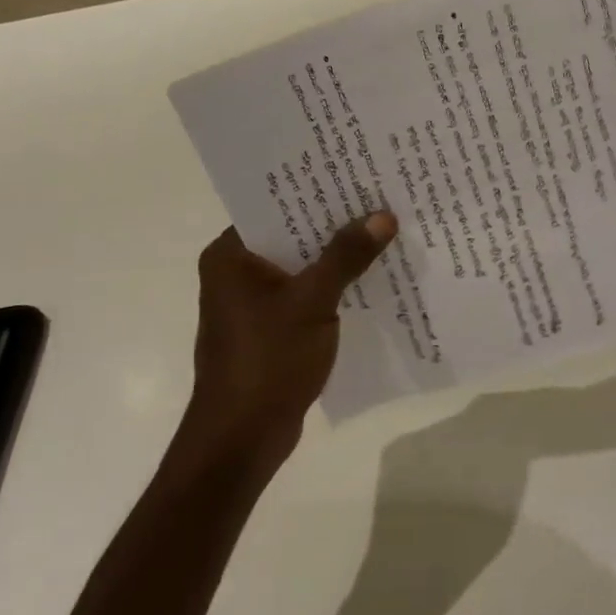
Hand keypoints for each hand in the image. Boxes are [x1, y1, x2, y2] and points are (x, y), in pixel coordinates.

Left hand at [188, 212, 396, 467]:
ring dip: (337, 255)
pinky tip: (371, 276)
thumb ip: (346, 256)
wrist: (242, 441)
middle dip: (334, 222)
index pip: (275, 205)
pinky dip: (333, 285)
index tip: (355, 174)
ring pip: (302, 264)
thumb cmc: (267, 361)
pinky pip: (306, 292)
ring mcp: (254, 302)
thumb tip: (384, 216)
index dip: (315, 190)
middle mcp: (237, 271)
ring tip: (384, 229)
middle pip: (292, 234)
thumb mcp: (312, 301)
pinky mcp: (271, 327)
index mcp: (230, 255)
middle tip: (380, 197)